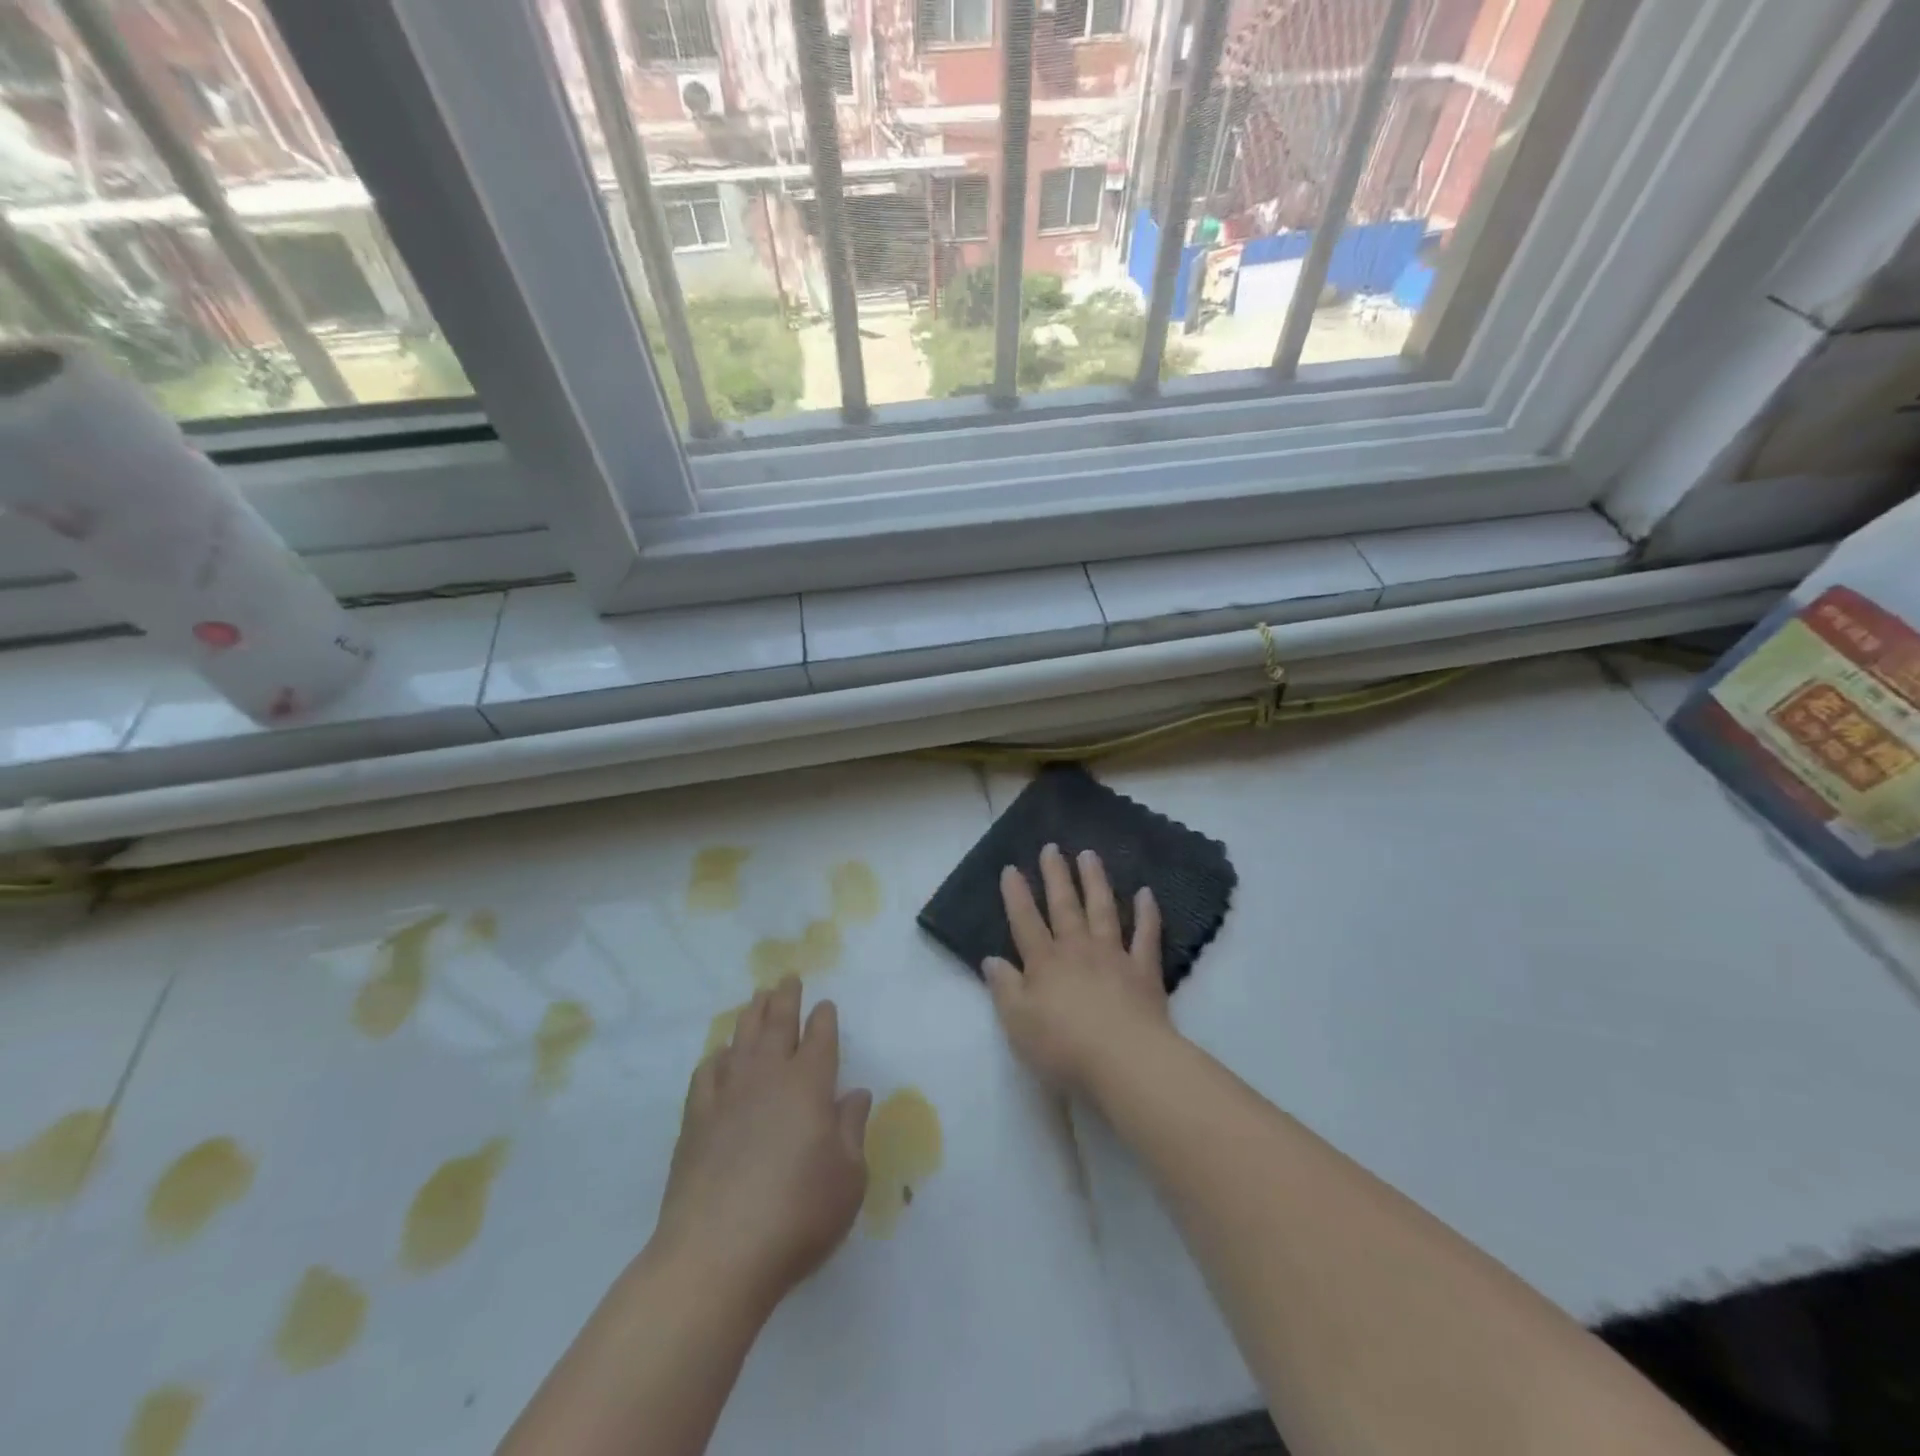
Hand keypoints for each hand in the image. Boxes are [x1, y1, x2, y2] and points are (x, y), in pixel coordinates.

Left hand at [653, 977, 872, 1317]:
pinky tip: (720, 1056)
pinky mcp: (695, 1120)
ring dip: (752, 1014)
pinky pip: (707, 1072)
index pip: (820, 1038)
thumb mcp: (848, 1178)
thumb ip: (852, 1129)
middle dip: (786, 998)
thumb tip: (855, 1094)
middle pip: (777, 1024)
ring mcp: (727, 1095)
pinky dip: (717, 1056)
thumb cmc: (797, 1215)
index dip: (824, 1018)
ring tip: (757, 998)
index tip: (825, 1004)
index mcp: (809, 1085)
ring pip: (741, 1039)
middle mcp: (768, 1077)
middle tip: (787, 977)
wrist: (716, 1254)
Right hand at [982, 843, 1172, 1096]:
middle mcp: (1077, 950)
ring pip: (1102, 909)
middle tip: (1052, 848)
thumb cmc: (1063, 1046)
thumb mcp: (1017, 1022)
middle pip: (1064, 906)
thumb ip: (1004, 988)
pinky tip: (1146, 893)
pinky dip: (1147, 913)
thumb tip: (991, 960)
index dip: (1016, 895)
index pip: (1025, 922)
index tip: (1011, 868)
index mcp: (1044, 963)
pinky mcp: (1144, 971)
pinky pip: (1146, 935)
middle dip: (1056, 876)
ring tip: (1089, 855)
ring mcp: (1113, 956)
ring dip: (1095, 881)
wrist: (1124, 1060)